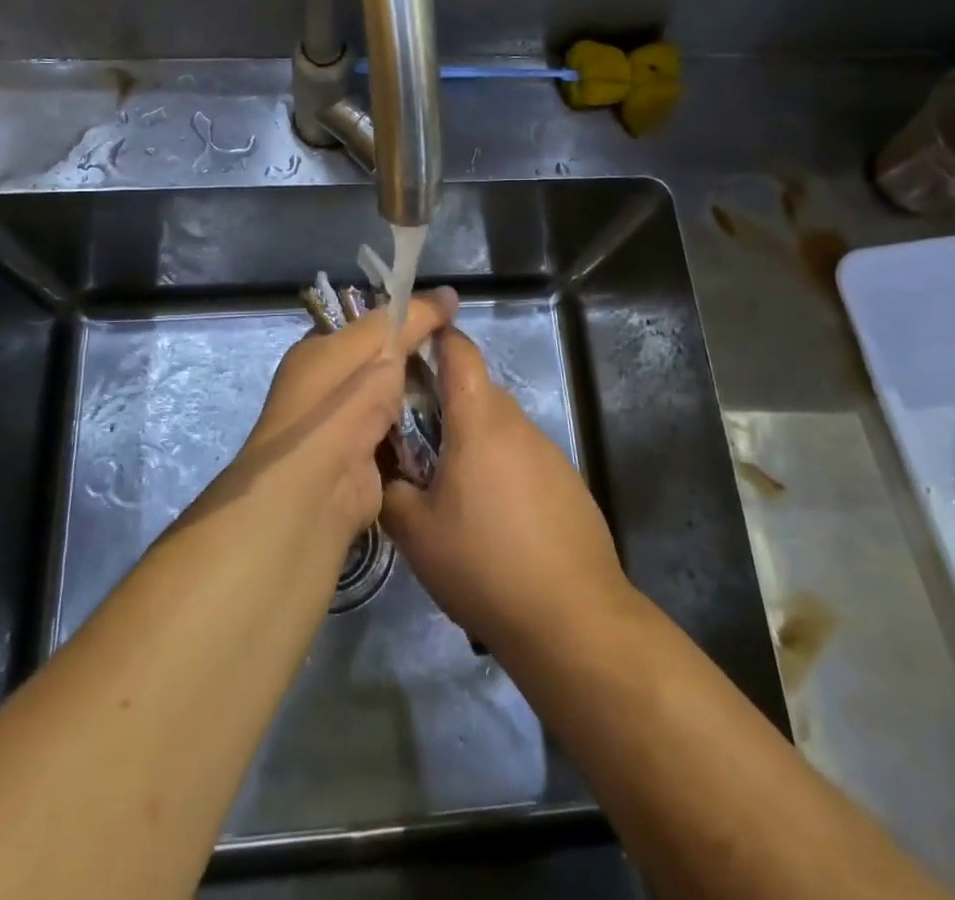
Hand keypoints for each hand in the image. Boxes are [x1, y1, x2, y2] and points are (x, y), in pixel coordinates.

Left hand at [205, 289, 458, 551]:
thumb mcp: (379, 344)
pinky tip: (450, 422)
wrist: (319, 486)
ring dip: (421, 397)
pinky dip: (419, 430)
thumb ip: (414, 317)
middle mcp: (325, 387)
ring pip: (393, 401)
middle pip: (381, 364)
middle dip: (415, 361)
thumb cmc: (342, 401)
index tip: (440, 320)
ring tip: (462, 386)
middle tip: (457, 355)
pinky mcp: (363, 462)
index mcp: (317, 351)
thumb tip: (450, 293)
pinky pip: (398, 436)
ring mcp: (343, 428)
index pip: (363, 325)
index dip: (400, 319)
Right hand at [382, 327, 633, 659]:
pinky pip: (523, 459)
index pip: (460, 352)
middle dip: (445, 404)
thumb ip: (389, 490)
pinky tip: (492, 520)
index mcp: (479, 420)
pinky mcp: (568, 483)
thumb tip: (381, 469)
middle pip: (477, 392)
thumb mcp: (416, 532)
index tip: (413, 340)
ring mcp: (549, 453)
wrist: (573, 618)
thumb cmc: (484, 564)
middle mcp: (517, 424)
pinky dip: (501, 470)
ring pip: (500, 428)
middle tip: (413, 440)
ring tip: (449, 490)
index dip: (438, 336)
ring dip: (473, 442)